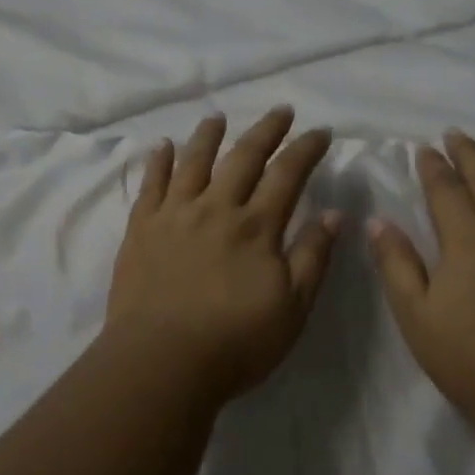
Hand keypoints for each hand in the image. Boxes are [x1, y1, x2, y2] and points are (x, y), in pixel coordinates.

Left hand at [104, 107, 340, 401]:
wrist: (160, 363)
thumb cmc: (235, 342)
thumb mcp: (292, 308)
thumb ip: (313, 258)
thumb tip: (333, 214)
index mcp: (256, 226)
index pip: (287, 174)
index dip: (306, 149)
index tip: (320, 131)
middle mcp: (216, 208)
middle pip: (244, 157)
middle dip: (266, 130)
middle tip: (281, 110)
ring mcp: (175, 215)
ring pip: (194, 162)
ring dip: (209, 135)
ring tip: (218, 117)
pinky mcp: (142, 229)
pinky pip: (151, 185)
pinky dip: (158, 162)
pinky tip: (162, 146)